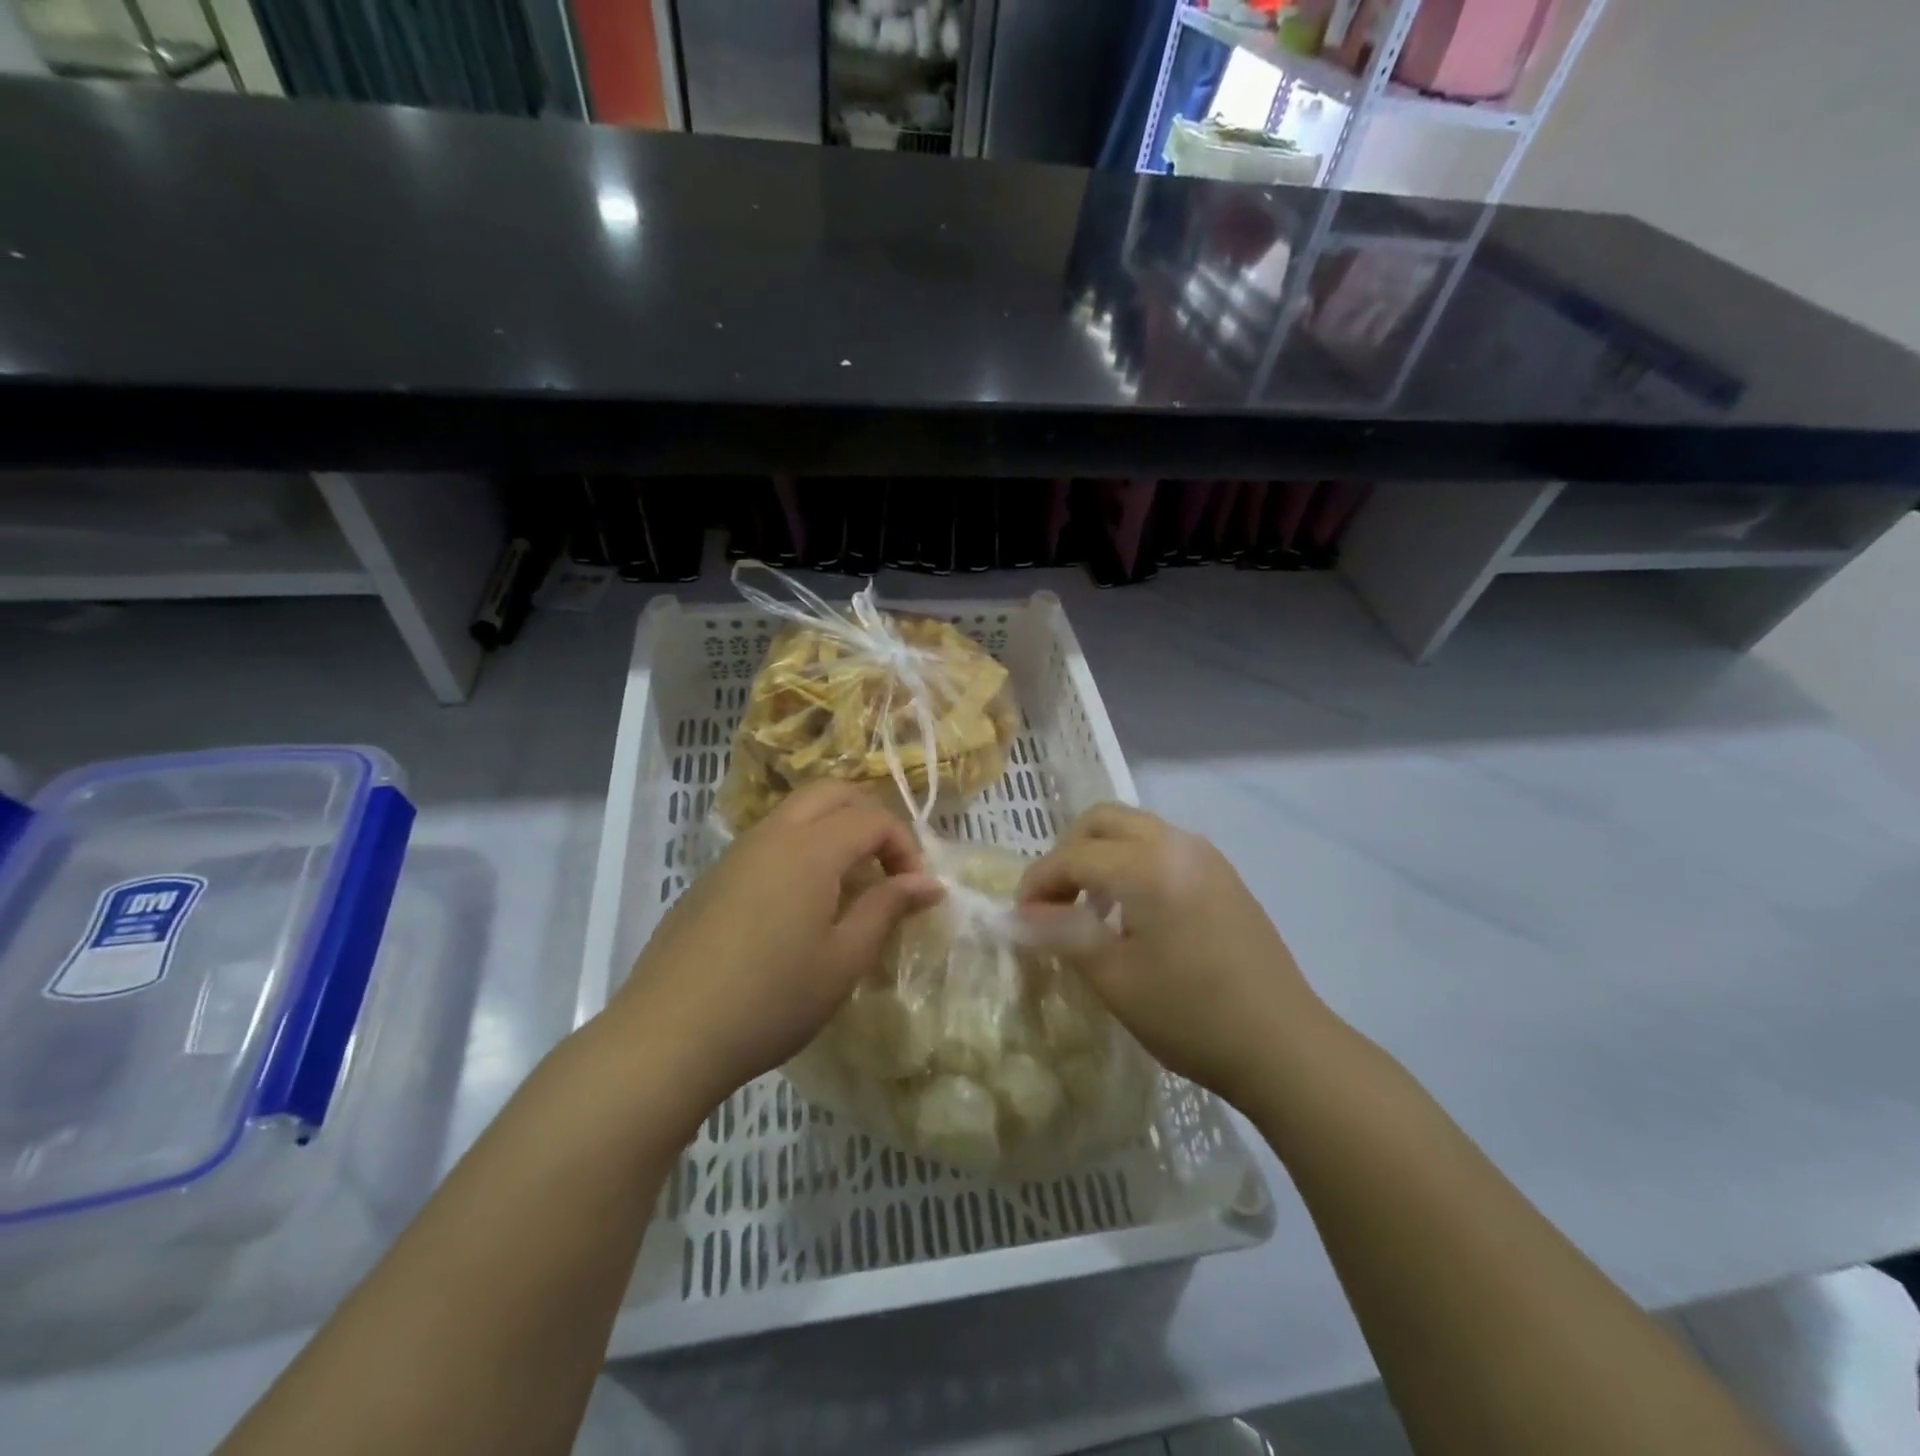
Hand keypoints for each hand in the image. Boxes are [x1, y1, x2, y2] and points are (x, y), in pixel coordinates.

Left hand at [603, 782, 943, 1132]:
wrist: (668, 1035)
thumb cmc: (772, 999)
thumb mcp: (844, 959)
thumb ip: (888, 909)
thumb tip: (928, 882)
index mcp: (810, 848)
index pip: (872, 818)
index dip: (904, 846)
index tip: (915, 890)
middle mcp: (772, 835)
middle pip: (831, 793)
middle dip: (868, 818)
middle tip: (885, 866)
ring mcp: (736, 854)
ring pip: (795, 813)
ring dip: (832, 830)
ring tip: (846, 886)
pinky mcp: (711, 878)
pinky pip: (768, 842)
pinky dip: (799, 850)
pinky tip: (797, 907)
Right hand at [1018, 803, 1330, 1109]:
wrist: (1285, 1046)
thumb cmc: (1191, 1015)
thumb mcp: (1114, 978)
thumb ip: (1060, 934)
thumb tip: (1016, 915)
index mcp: (1147, 864)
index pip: (1073, 855)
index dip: (1038, 882)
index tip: (1021, 919)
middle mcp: (1177, 844)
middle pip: (1102, 821)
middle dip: (1068, 853)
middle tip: (1055, 902)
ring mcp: (1206, 857)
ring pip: (1134, 829)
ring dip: (1101, 856)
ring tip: (1091, 910)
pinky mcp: (1224, 876)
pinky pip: (1162, 849)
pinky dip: (1132, 864)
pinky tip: (1134, 915)